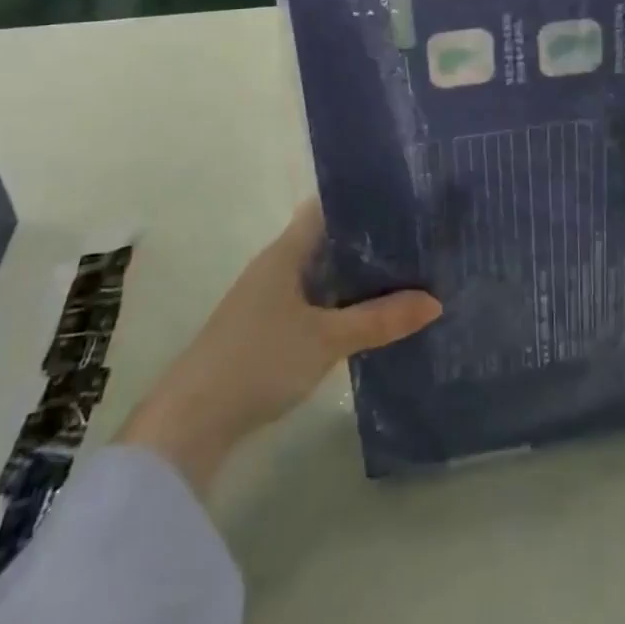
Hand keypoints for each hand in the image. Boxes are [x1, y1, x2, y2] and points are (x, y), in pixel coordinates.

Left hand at [116, 201, 440, 496]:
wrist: (188, 424)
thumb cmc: (258, 361)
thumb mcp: (327, 339)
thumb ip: (380, 319)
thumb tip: (436, 301)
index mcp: (286, 252)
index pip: (327, 207)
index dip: (362, 199)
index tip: (404, 199)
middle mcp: (277, 266)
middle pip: (329, 241)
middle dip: (370, 240)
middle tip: (419, 239)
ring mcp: (269, 299)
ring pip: (322, 274)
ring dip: (356, 276)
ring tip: (406, 274)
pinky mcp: (266, 331)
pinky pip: (313, 302)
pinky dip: (340, 303)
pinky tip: (369, 317)